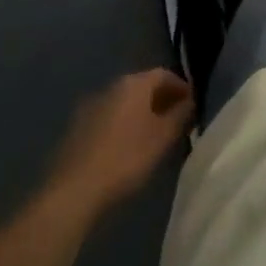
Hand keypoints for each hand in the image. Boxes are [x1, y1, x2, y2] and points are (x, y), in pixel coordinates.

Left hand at [45, 69, 193, 215]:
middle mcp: (110, 87)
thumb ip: (181, 115)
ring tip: (153, 135)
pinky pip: (108, 118)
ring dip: (141, 113)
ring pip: (123, 103)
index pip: (164, 74)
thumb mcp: (163, 137)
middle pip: (142, 86)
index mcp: (133, 84)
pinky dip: (122, 125)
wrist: (73, 191)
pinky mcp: (76, 128)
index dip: (181, 87)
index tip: (192, 105)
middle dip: (161, 100)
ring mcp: (89, 107)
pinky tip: (126, 147)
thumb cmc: (126, 158)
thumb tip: (190, 101)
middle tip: (176, 120)